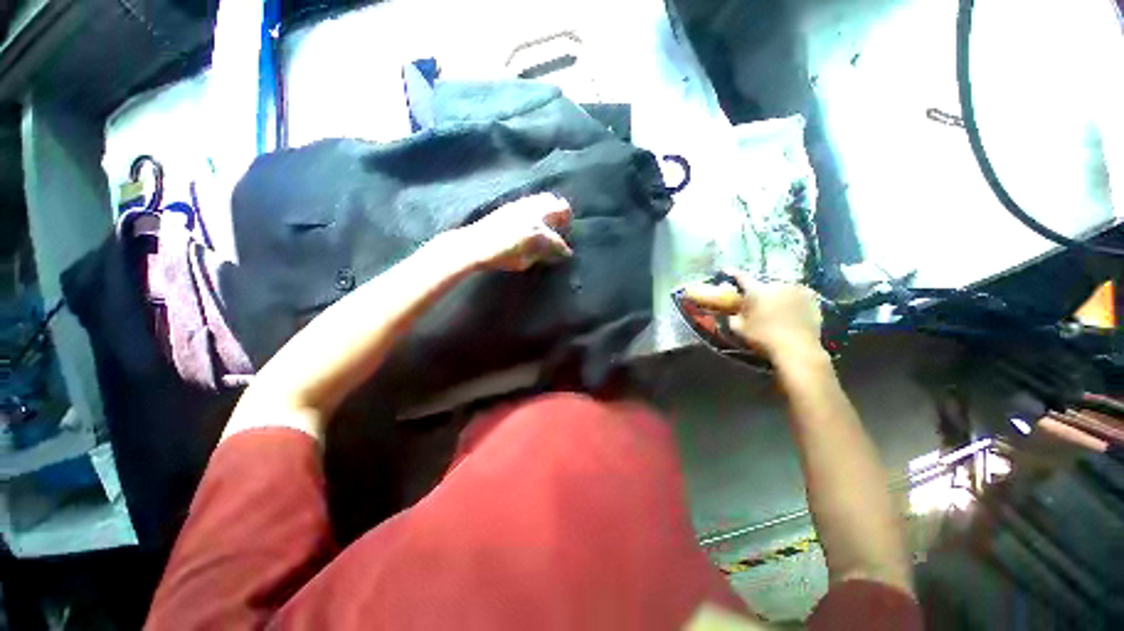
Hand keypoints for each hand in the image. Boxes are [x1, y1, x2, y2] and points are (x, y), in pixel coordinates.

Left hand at [458, 193, 573, 271]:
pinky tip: (537, 215)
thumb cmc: (500, 257)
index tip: (567, 254)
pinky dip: (541, 205)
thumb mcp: (524, 262)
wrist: (475, 244)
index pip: (558, 241)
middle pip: (560, 208)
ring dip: (554, 208)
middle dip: (566, 218)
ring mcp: (524, 206)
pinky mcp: (514, 204)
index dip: (564, 249)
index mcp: (538, 232)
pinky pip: (534, 199)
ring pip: (548, 198)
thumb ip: (540, 255)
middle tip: (565, 227)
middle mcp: (534, 215)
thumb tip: (549, 252)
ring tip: (553, 219)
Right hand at [682, 270, 823, 360]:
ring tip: (777, 308)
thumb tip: (733, 310)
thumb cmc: (763, 338)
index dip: (733, 273)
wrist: (797, 349)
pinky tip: (792, 311)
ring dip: (777, 295)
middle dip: (760, 292)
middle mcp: (776, 284)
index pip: (741, 277)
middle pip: (764, 285)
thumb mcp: (739, 329)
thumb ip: (733, 316)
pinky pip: (798, 294)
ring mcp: (797, 289)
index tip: (727, 270)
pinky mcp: (812, 297)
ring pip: (782, 289)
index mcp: (756, 290)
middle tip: (758, 304)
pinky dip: (793, 299)